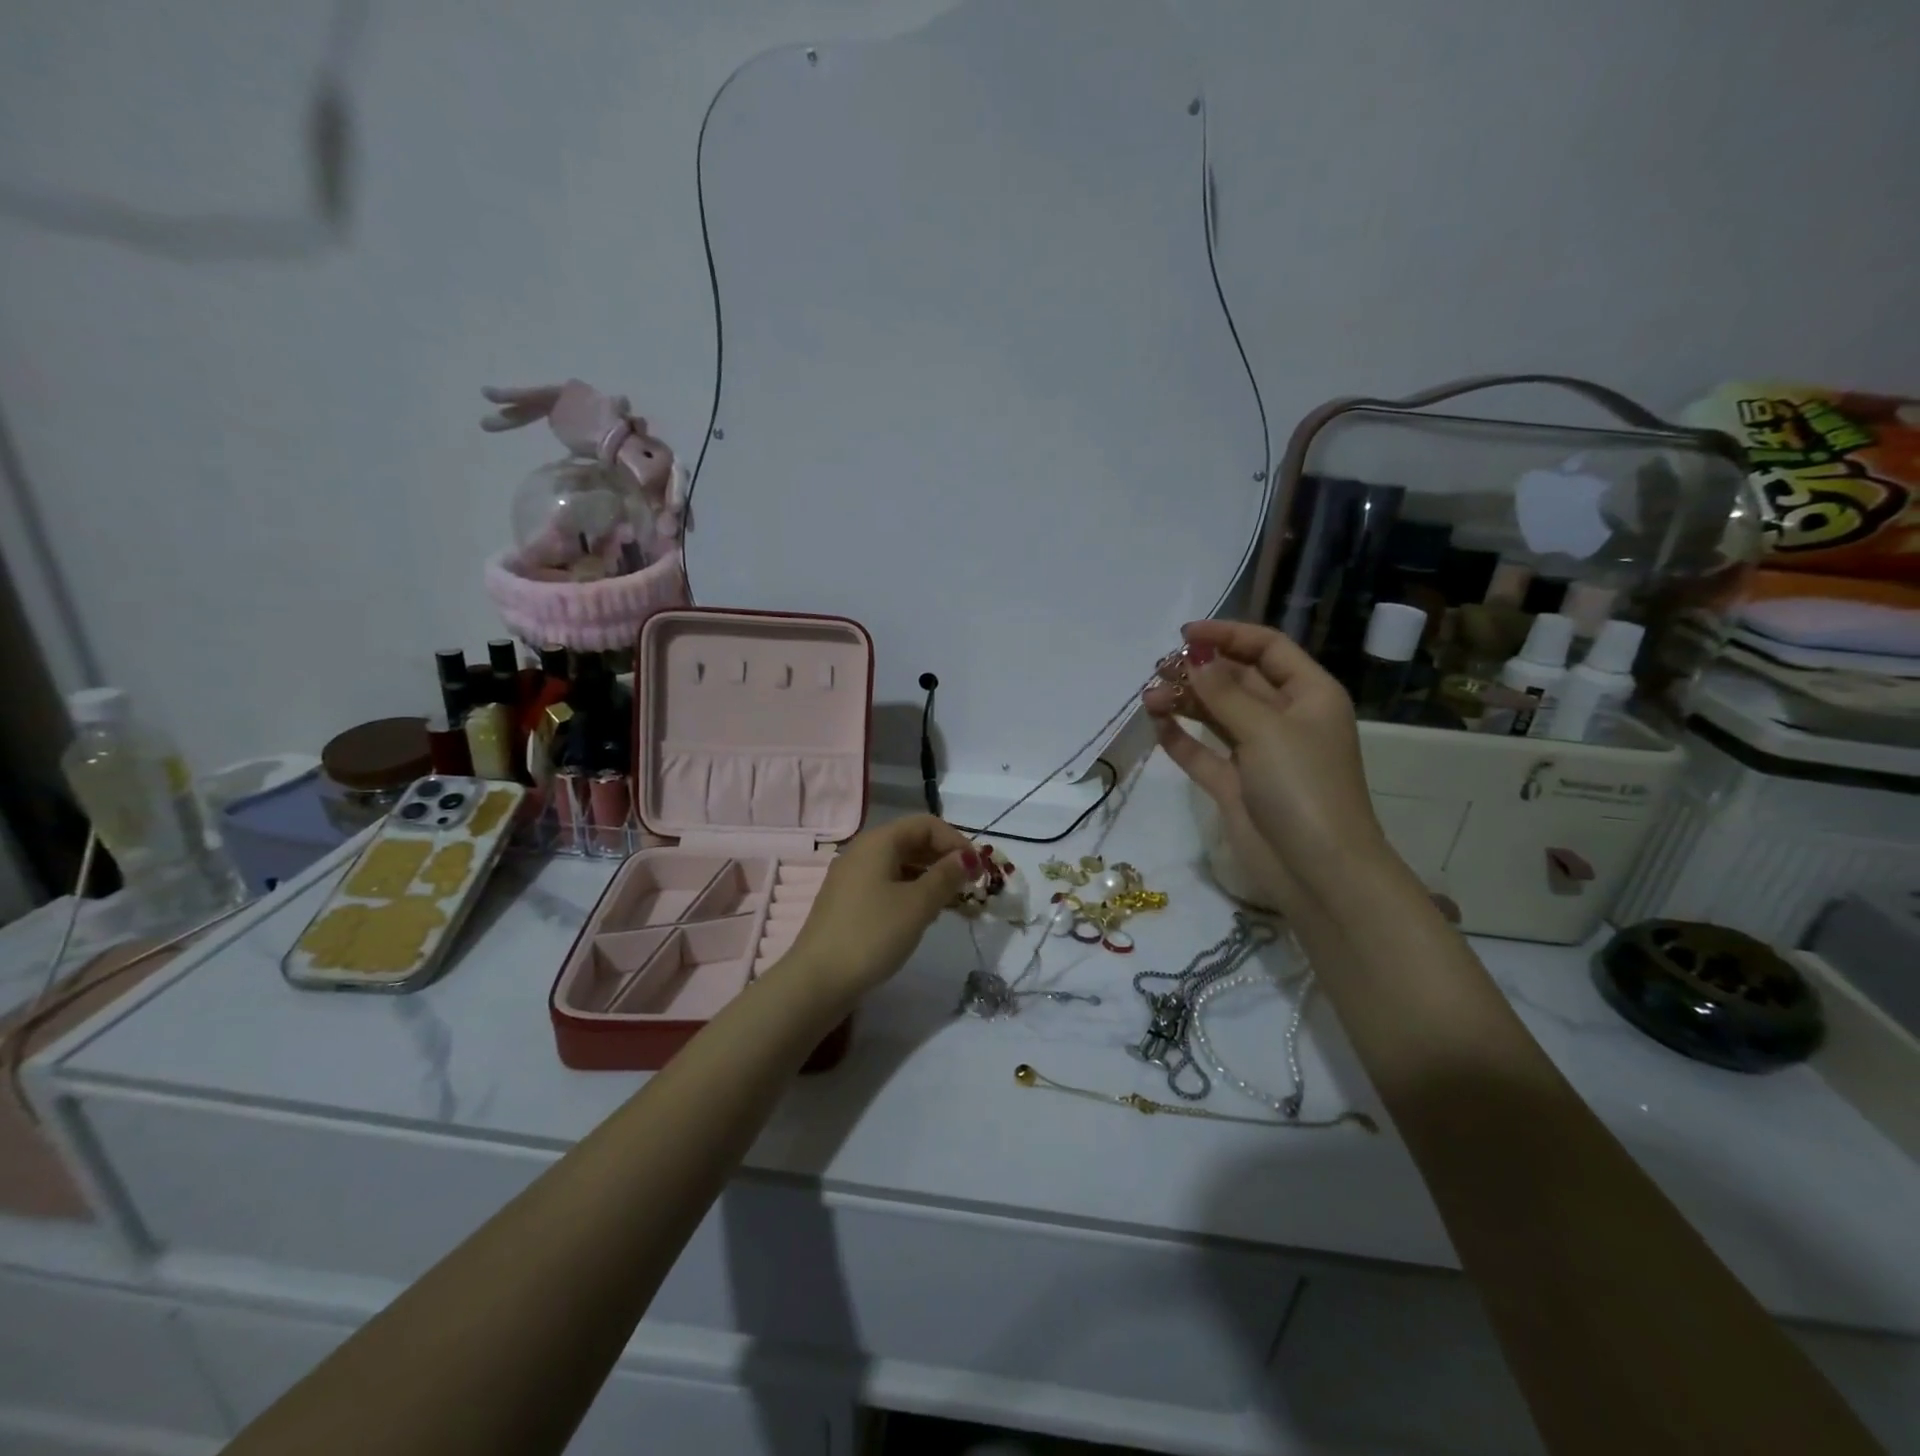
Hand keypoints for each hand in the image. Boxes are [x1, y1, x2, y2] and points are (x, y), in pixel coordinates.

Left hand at [780, 815, 973, 1002]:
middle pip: (911, 841)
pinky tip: (922, 916)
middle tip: (969, 886)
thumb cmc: (872, 935)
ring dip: (929, 877)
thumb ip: (946, 876)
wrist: (817, 981)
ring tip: (951, 903)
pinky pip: (886, 884)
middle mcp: (862, 851)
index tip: (977, 870)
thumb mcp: (917, 905)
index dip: (955, 841)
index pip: (925, 824)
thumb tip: (967, 856)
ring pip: (899, 865)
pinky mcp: (847, 902)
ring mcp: (851, 878)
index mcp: (878, 842)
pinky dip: (910, 891)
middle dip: (944, 859)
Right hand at [1143, 621, 1391, 916]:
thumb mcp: (1267, 730)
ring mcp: (1258, 753)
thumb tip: (1194, 660)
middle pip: (1237, 679)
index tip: (1185, 634)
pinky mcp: (1234, 785)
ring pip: (1216, 715)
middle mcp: (1284, 718)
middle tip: (1159, 668)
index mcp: (1309, 695)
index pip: (1267, 648)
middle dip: (1200, 670)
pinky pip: (1202, 752)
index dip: (1228, 634)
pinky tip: (1156, 723)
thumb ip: (1224, 693)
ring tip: (1149, 697)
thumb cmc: (1303, 786)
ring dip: (1184, 702)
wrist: (1317, 870)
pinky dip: (1180, 738)